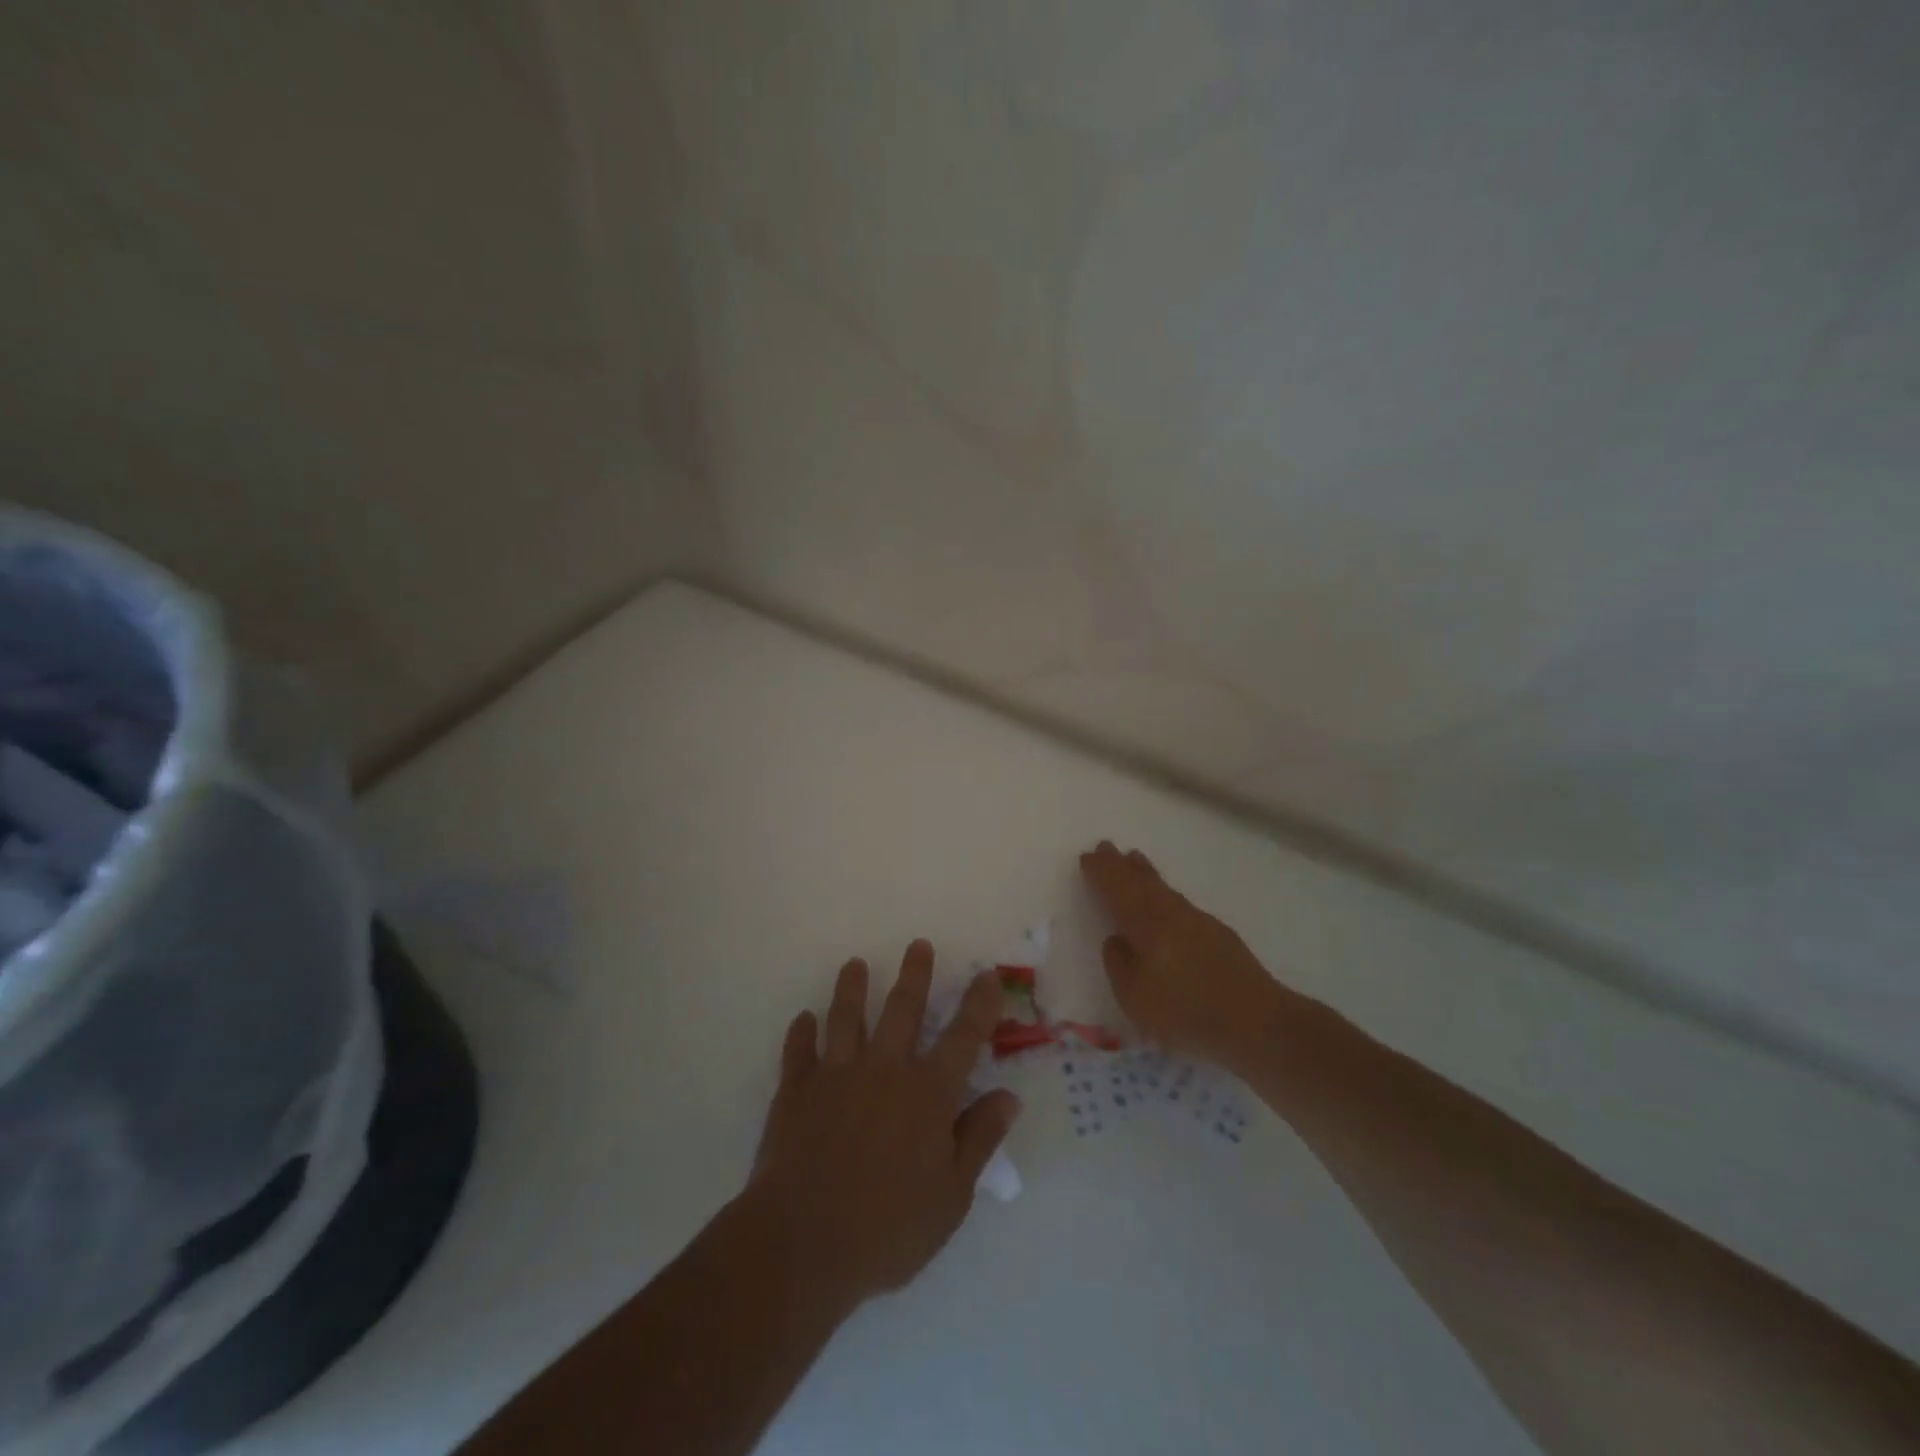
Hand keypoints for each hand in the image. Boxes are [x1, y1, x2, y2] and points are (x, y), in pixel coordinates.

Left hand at [749, 941, 1020, 1310]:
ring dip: (852, 987)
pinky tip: (803, 1019)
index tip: (986, 975)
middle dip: (914, 974)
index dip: (979, 1004)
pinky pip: (799, 1050)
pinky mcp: (797, 1090)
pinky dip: (801, 1032)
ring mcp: (836, 1074)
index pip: (963, 1036)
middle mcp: (884, 1070)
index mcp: (927, 1093)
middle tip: (918, 944)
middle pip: (902, 1009)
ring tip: (855, 964)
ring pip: (846, 1017)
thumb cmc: (888, 1228)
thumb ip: (979, 1138)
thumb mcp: (952, 1196)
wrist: (803, 1244)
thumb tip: (1008, 1095)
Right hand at [1080, 841, 1279, 1068]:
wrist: (1257, 1023)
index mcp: (1146, 924)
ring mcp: (1199, 922)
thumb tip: (1116, 939)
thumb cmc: (1185, 1012)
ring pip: (1165, 889)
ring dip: (1146, 874)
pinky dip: (1166, 892)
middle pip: (1142, 882)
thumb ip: (1119, 965)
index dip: (1102, 873)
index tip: (1088, 856)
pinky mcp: (1219, 936)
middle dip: (1121, 865)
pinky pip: (1181, 902)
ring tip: (1134, 859)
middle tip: (1106, 847)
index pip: (1118, 890)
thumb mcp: (1135, 997)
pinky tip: (1167, 899)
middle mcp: (1172, 914)